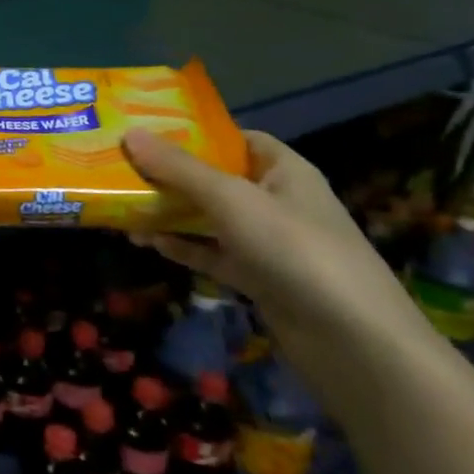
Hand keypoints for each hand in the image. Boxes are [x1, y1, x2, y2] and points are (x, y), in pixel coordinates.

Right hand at [121, 127, 429, 376]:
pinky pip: (211, 254)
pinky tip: (146, 241)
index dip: (195, 132)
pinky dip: (181, 247)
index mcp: (283, 171)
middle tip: (119, 166)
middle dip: (170, 174)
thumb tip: (129, 133)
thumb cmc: (296, 250)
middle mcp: (276, 202)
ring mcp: (267, 243)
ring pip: (208, 218)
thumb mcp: (232, 199)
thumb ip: (179, 168)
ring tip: (121, 206)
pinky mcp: (258, 279)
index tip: (146, 130)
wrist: (354, 343)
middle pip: (215, 178)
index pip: (236, 139)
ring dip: (168, 213)